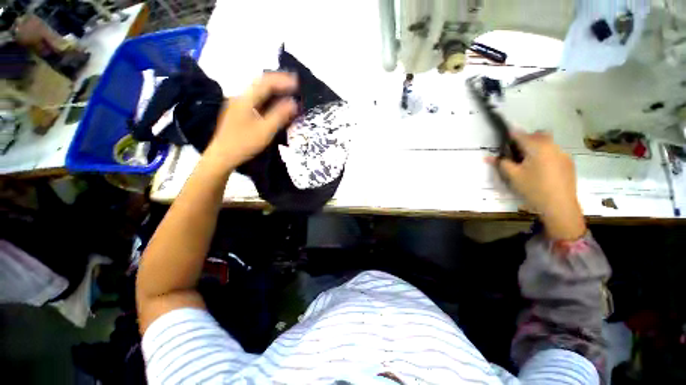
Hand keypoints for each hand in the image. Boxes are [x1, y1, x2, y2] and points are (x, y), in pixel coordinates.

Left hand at [204, 73, 297, 169]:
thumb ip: (279, 115)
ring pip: (258, 91)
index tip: (297, 83)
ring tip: (287, 91)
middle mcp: (240, 97)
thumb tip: (294, 102)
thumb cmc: (244, 143)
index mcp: (246, 99)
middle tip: (294, 84)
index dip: (283, 80)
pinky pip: (256, 99)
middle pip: (260, 83)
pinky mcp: (239, 112)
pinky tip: (274, 103)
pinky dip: (268, 98)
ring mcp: (238, 104)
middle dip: (278, 81)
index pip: (266, 83)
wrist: (222, 156)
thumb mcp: (265, 131)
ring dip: (273, 89)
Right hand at [494, 131, 585, 240]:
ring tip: (528, 162)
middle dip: (526, 139)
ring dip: (537, 147)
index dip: (510, 135)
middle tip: (516, 151)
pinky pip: (555, 152)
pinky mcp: (568, 163)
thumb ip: (501, 163)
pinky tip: (541, 170)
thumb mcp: (513, 176)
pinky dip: (545, 155)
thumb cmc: (533, 189)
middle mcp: (552, 146)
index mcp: (537, 148)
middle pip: (538, 135)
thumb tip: (488, 157)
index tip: (503, 136)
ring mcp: (563, 154)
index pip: (521, 135)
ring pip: (548, 143)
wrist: (560, 206)